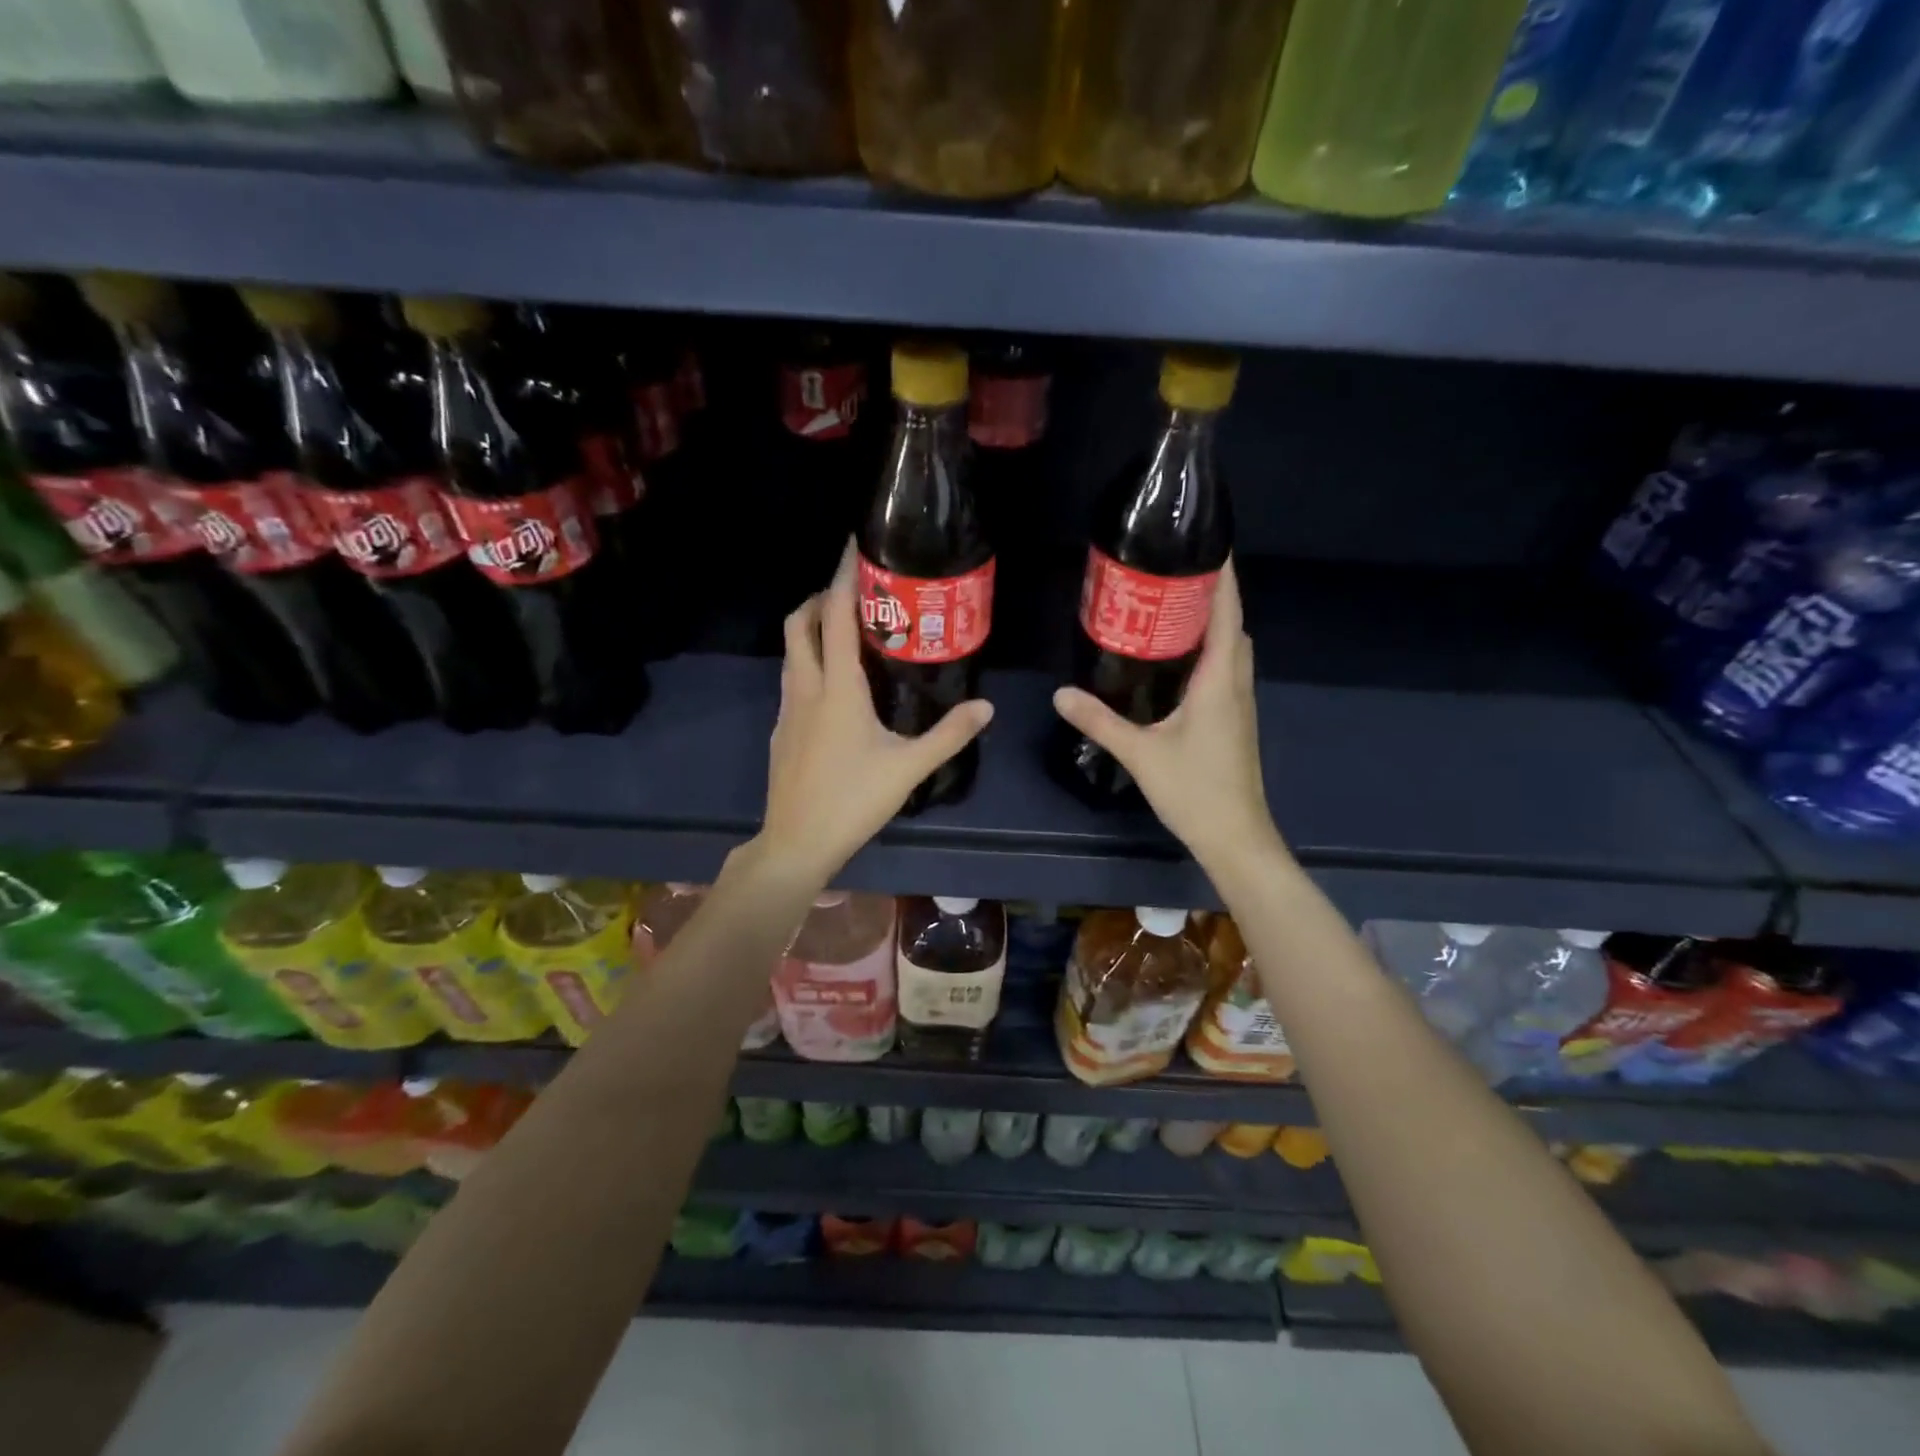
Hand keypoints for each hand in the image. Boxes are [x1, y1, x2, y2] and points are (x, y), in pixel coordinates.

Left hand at [755, 544, 993, 889]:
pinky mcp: (782, 730)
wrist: (796, 842)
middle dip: (821, 598)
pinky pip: (793, 679)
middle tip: (854, 595)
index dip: (843, 578)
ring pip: (791, 652)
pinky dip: (809, 662)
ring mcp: (788, 709)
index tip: (854, 548)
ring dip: (812, 630)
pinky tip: (836, 688)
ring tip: (848, 633)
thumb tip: (986, 708)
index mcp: (837, 688)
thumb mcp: (909, 768)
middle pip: (799, 623)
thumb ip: (949, 735)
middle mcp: (806, 688)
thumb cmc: (853, 801)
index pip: (836, 617)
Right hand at [1052, 559, 1286, 873]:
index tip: (1209, 544)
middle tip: (1173, 572)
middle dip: (1210, 594)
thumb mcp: (1141, 754)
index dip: (1222, 578)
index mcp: (1220, 681)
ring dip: (1210, 623)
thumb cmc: (1195, 791)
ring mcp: (1238, 704)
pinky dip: (1207, 651)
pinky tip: (1174, 659)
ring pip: (1230, 649)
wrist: (1235, 837)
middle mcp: (1236, 684)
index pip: (1227, 615)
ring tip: (1170, 606)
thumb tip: (1060, 694)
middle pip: (1231, 626)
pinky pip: (1224, 669)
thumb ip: (1100, 721)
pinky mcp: (1233, 720)